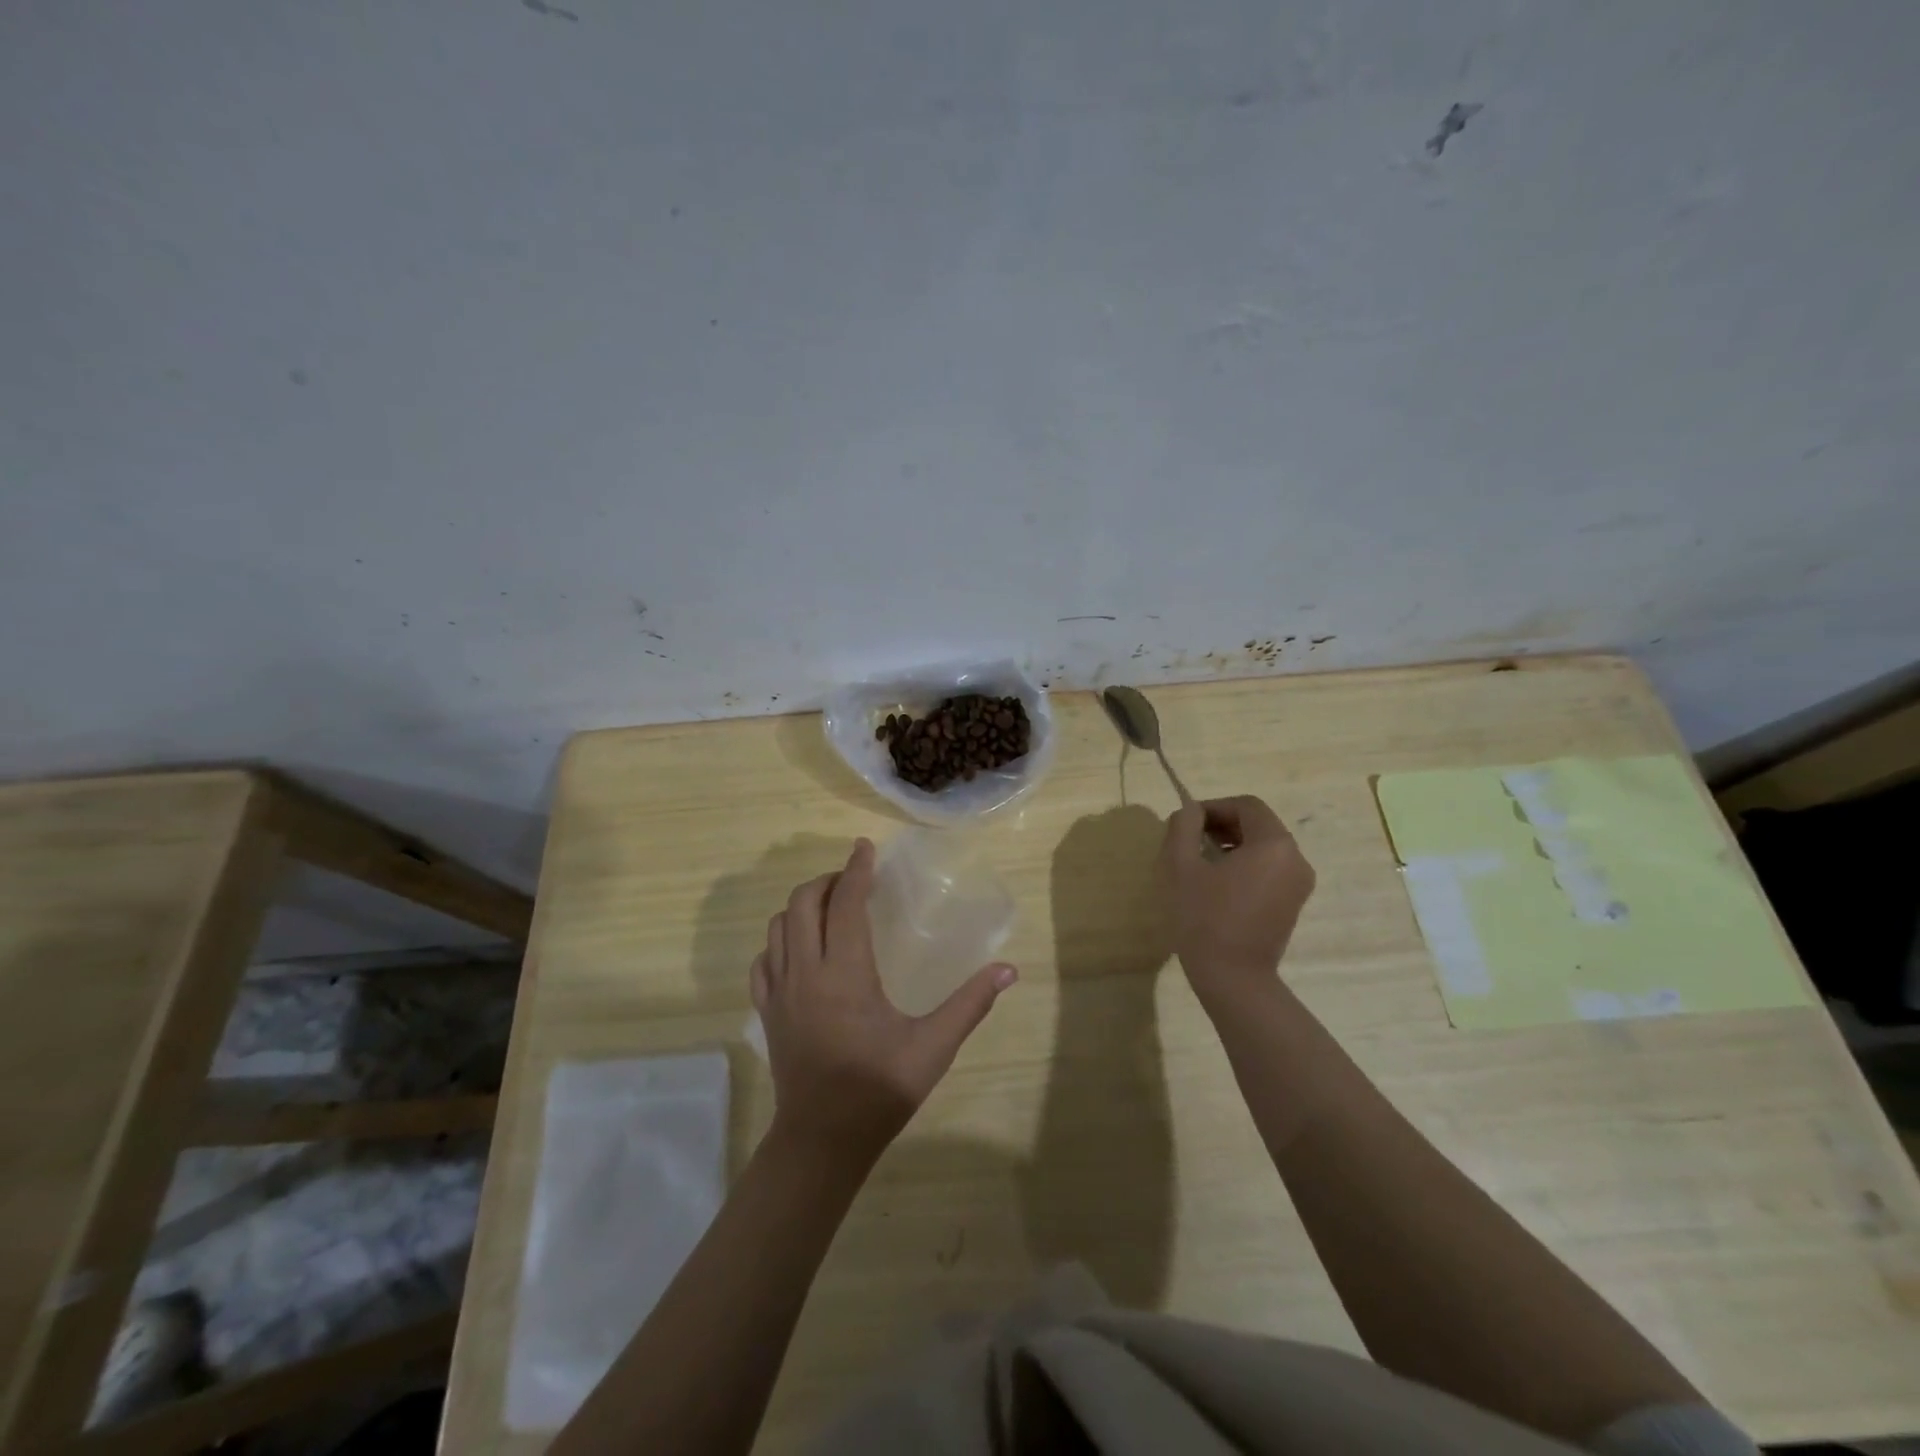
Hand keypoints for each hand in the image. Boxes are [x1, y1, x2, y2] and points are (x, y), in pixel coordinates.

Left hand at [750, 839, 1017, 1160]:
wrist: (822, 1141)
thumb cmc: (879, 1090)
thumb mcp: (932, 1048)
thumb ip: (970, 1004)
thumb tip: (1008, 970)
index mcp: (845, 973)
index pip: (845, 903)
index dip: (856, 870)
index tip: (866, 848)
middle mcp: (806, 972)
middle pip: (801, 903)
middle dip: (827, 881)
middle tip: (853, 881)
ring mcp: (779, 991)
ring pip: (777, 927)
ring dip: (801, 907)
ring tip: (829, 908)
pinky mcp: (767, 1011)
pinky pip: (764, 960)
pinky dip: (779, 940)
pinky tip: (800, 950)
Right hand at [1157, 795, 1314, 999]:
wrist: (1234, 979)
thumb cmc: (1205, 918)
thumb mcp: (1182, 866)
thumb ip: (1184, 827)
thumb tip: (1189, 811)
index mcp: (1274, 844)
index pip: (1246, 806)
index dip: (1213, 807)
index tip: (1186, 822)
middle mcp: (1296, 858)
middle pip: (1258, 824)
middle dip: (1222, 824)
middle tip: (1190, 840)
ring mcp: (1299, 883)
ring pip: (1264, 846)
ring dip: (1232, 844)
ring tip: (1200, 861)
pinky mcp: (1294, 903)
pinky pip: (1270, 868)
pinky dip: (1246, 864)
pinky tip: (1218, 883)